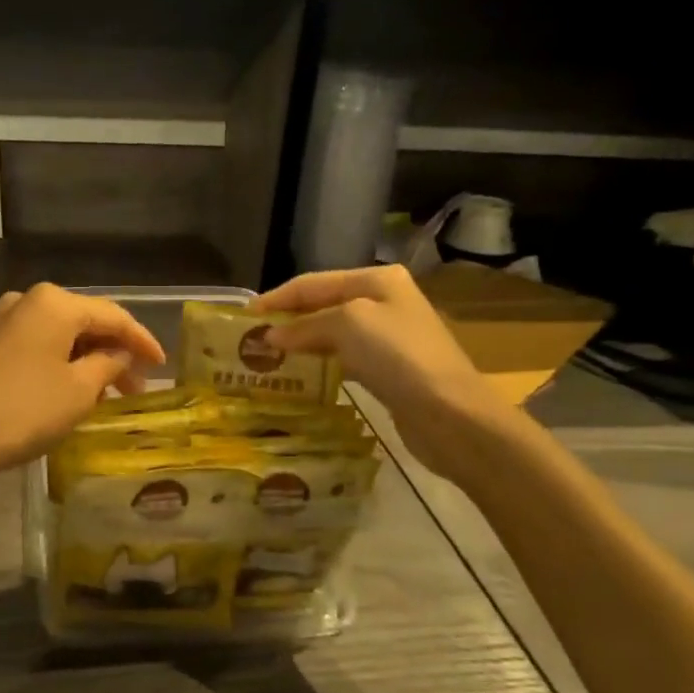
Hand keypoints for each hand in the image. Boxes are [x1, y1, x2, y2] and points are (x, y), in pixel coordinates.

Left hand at [0, 284, 165, 488]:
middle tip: (137, 385)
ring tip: (109, 392)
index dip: (142, 340)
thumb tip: (120, 354)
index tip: (163, 365)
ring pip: (62, 334)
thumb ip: (109, 364)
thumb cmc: (25, 410)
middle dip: (114, 351)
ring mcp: (4, 320)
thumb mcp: (80, 390)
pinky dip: (62, 361)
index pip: (113, 316)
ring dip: (89, 359)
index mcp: (54, 302)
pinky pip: (39, 344)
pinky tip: (74, 387)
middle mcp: (28, 300)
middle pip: (86, 321)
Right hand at [255, 265, 518, 477]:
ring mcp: (389, 335)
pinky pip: (344, 357)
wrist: (450, 413)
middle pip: (323, 304)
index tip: (243, 317)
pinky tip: (301, 372)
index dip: (276, 297)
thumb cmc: (397, 356)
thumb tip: (272, 335)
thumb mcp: (347, 324)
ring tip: (269, 355)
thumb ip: (305, 325)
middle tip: (252, 338)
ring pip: (332, 331)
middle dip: (288, 319)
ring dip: (301, 341)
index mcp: (376, 279)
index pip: (312, 282)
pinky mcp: (390, 368)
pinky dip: (320, 360)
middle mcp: (384, 300)